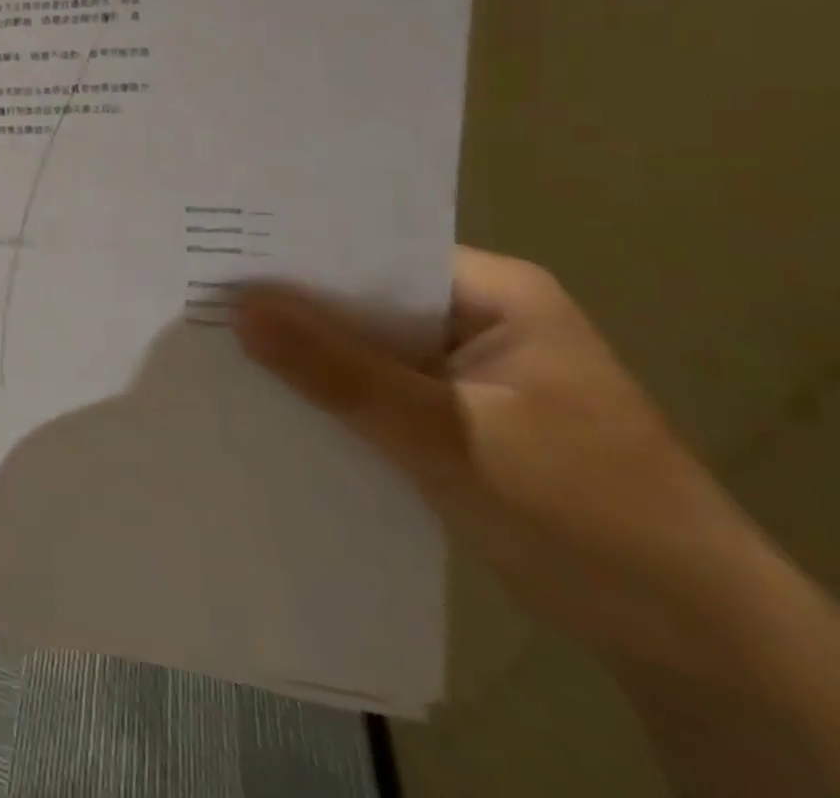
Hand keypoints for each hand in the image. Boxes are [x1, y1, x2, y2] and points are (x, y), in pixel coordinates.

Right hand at [229, 247, 781, 682]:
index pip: (372, 251)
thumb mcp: (450, 437)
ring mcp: (469, 372)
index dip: (297, 254)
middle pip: (364, 299)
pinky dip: (335, 396)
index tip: (218, 256)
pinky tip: (276, 399)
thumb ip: (340, 372)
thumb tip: (237, 307)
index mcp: (494, 293)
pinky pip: (378, 390)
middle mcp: (478, 318)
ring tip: (218, 342)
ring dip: (309, 355)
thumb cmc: (585, 516)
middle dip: (292, 306)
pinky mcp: (459, 420)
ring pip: (367, 348)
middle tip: (200, 297)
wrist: (703, 652)